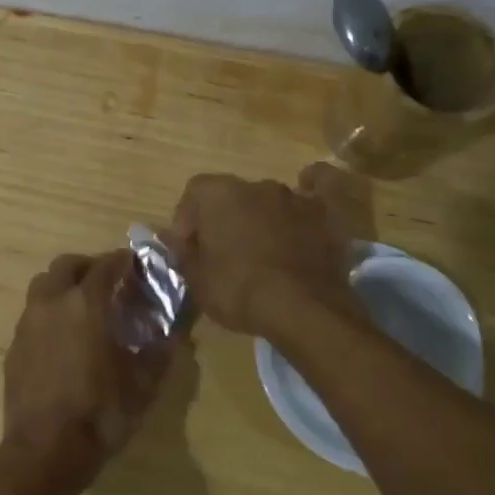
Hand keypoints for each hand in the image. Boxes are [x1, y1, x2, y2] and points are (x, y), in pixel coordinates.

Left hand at [0, 251, 175, 489]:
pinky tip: (63, 339)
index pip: (106, 265)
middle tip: (108, 283)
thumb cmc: (100, 413)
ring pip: (43, 285)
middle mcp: (52, 303)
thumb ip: (160, 351)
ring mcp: (28, 323)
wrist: (44, 450)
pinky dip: (50, 313)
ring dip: (64, 286)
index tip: (135, 264)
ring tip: (83, 308)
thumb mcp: (143, 385)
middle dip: (89, 267)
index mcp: (86, 304)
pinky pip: (33, 314)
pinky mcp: (14, 346)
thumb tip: (175, 332)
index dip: (123, 260)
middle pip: (66, 265)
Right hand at [166, 164, 364, 336]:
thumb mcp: (198, 280)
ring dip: (261, 216)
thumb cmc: (238, 291)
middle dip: (225, 219)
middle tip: (224, 253)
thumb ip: (182, 253)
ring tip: (263, 249)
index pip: (193, 194)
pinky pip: (321, 186)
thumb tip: (170, 237)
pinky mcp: (325, 212)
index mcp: (218, 194)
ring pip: (269, 199)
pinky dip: (314, 186)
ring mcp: (294, 196)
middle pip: (232, 196)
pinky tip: (310, 188)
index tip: (190, 249)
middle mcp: (255, 185)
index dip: (188, 220)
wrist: (302, 309)